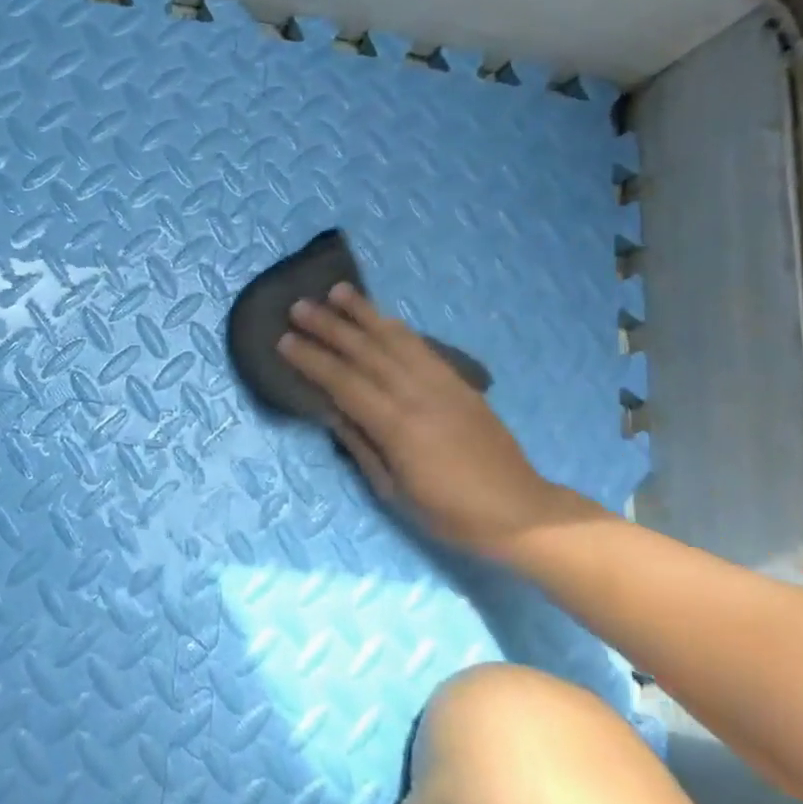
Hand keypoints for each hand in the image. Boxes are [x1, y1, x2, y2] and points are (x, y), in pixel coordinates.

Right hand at [278, 284, 592, 553]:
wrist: (517, 510)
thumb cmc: (448, 513)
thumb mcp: (394, 490)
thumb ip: (361, 445)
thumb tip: (330, 410)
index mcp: (396, 426)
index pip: (343, 382)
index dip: (312, 360)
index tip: (284, 340)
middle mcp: (417, 394)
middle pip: (365, 351)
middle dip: (329, 326)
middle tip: (299, 306)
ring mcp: (441, 383)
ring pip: (395, 338)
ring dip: (364, 313)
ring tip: (337, 290)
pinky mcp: (459, 381)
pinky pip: (422, 345)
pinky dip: (397, 327)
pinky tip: (381, 316)